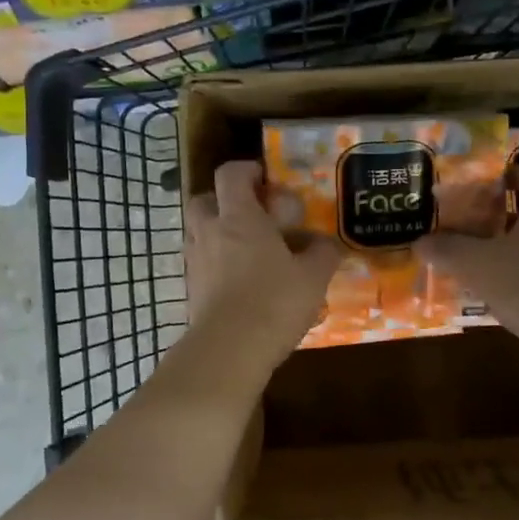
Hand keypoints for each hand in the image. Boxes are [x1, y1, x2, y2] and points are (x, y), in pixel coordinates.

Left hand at [185, 160, 340, 366]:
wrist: (230, 349)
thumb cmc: (274, 302)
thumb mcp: (313, 277)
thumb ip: (322, 253)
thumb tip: (327, 243)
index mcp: (239, 217)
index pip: (231, 174)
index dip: (247, 170)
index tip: (265, 179)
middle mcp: (210, 231)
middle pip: (204, 199)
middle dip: (224, 201)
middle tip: (250, 215)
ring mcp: (196, 260)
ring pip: (198, 231)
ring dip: (217, 232)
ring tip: (246, 250)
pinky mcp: (191, 288)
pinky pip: (200, 262)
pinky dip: (214, 262)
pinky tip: (238, 281)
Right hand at [419, 164, 518, 351]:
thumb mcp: (475, 263)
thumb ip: (446, 249)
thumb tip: (420, 242)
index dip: (510, 172)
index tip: (484, 182)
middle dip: (498, 213)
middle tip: (467, 220)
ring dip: (503, 245)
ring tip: (472, 254)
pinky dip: (511, 273)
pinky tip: (487, 287)